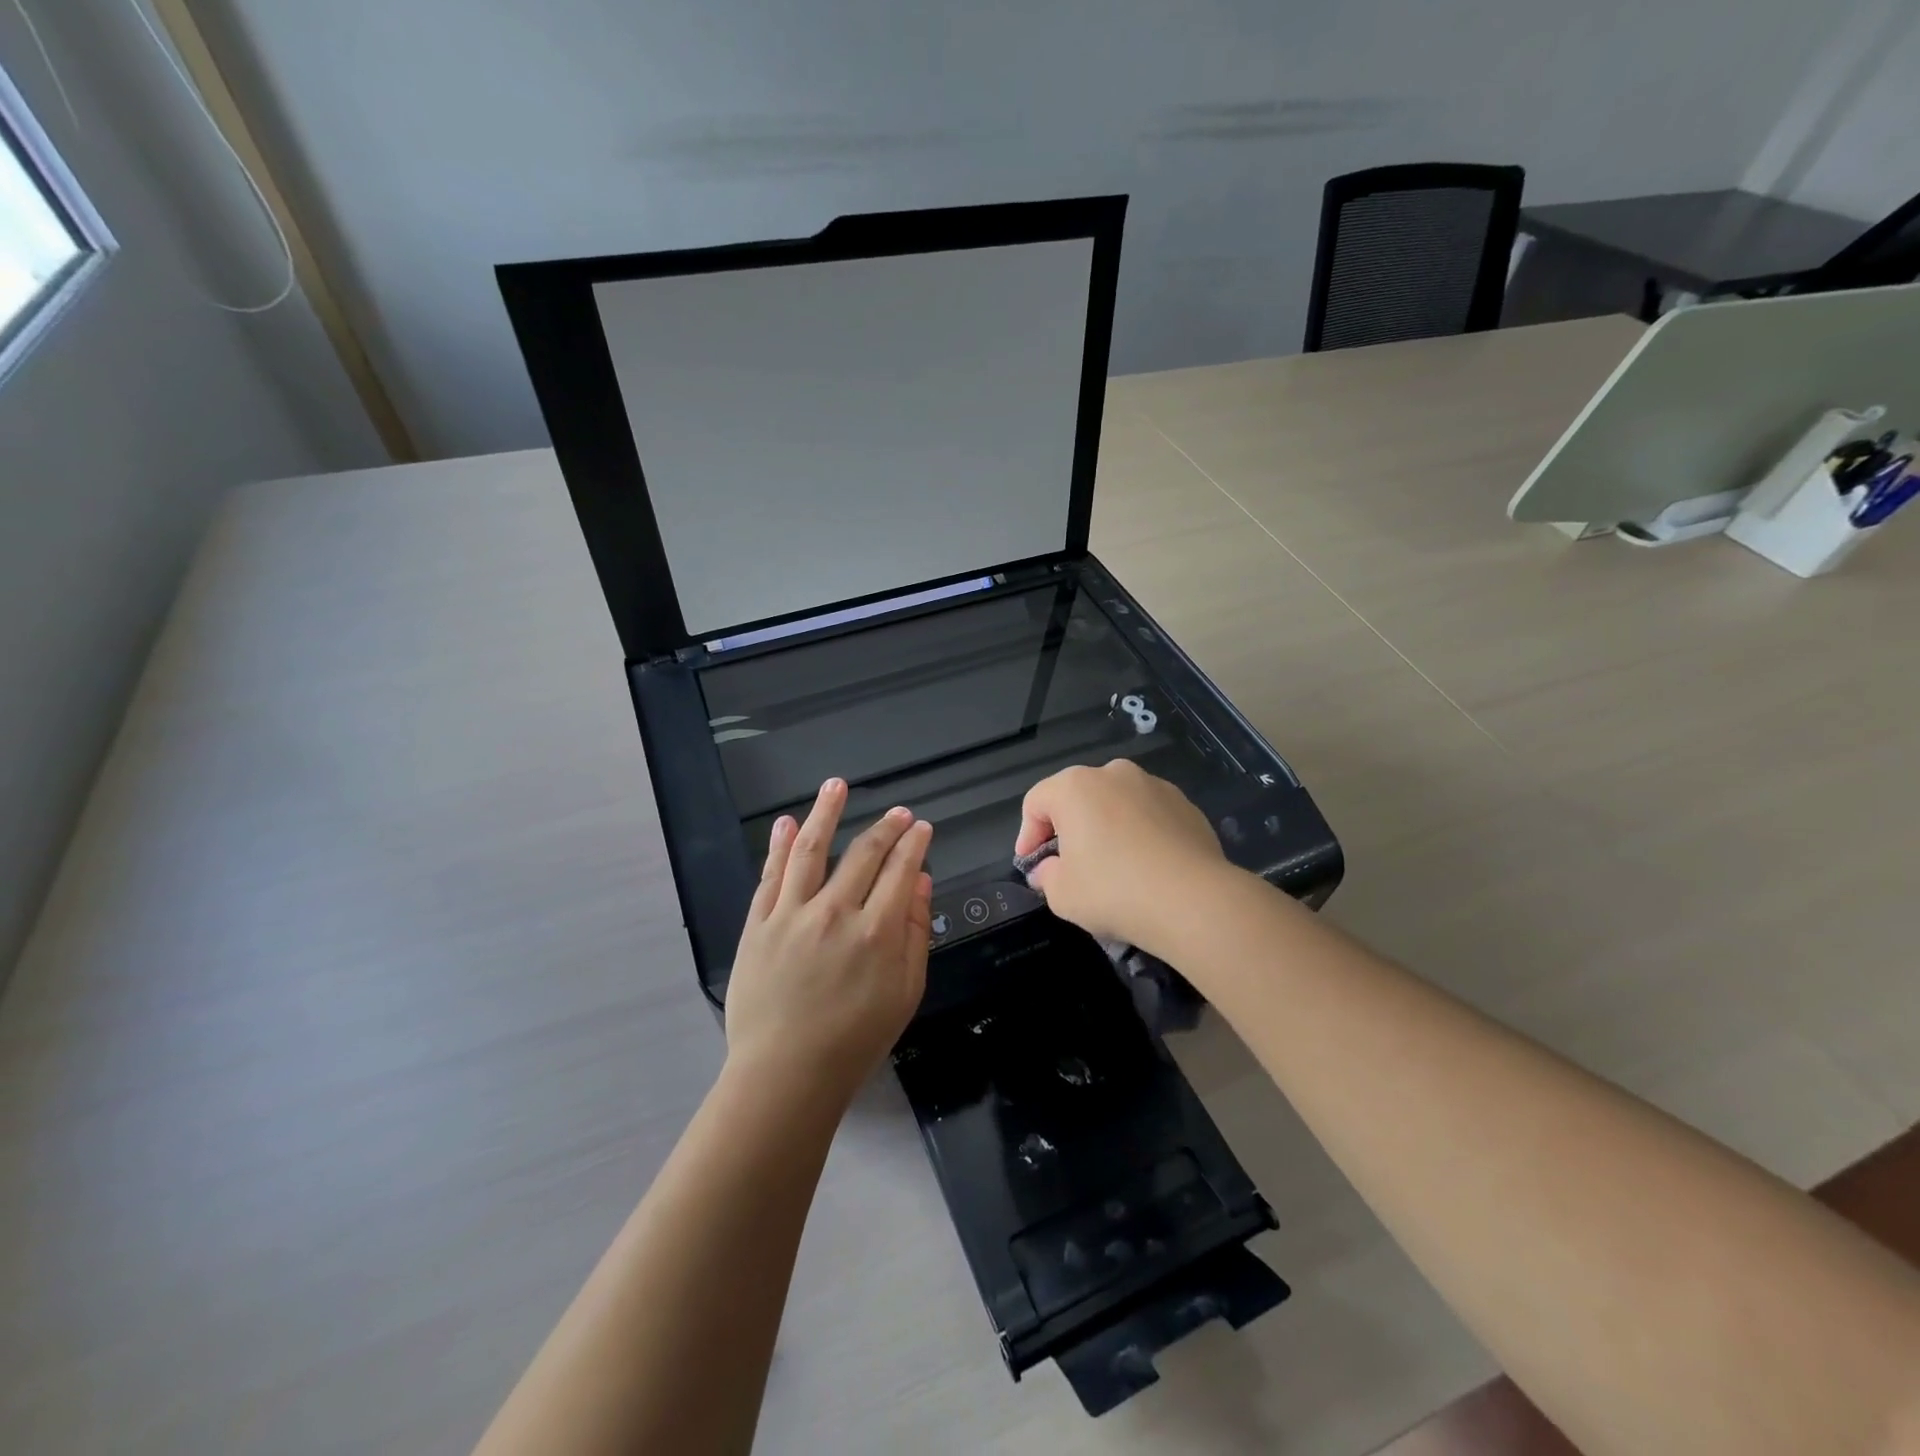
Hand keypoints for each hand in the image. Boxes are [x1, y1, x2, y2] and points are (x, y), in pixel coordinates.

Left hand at [724, 779, 933, 1106]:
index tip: (921, 827)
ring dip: (825, 813)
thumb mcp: (904, 993)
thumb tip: (920, 881)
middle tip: (898, 813)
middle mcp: (836, 912)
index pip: (900, 870)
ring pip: (810, 850)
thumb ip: (915, 933)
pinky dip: (778, 845)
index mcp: (877, 931)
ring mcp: (792, 914)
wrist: (785, 1075)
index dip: (914, 843)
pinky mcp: (759, 924)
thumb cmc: (854, 1040)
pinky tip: (786, 823)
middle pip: (863, 853)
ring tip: (835, 785)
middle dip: (885, 827)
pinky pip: (770, 876)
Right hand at [1016, 760, 1231, 957]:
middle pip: (1077, 797)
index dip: (1028, 835)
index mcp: (1075, 787)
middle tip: (1068, 864)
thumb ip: (1046, 876)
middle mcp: (1114, 774)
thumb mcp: (1062, 894)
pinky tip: (1146, 867)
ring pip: (1116, 803)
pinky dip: (1140, 833)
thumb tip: (1049, 869)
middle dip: (1068, 828)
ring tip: (1112, 866)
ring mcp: (1154, 785)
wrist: (1194, 901)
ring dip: (1106, 827)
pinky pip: (1149, 815)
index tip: (1032, 865)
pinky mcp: (1186, 804)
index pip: (1036, 802)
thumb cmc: (1114, 891)